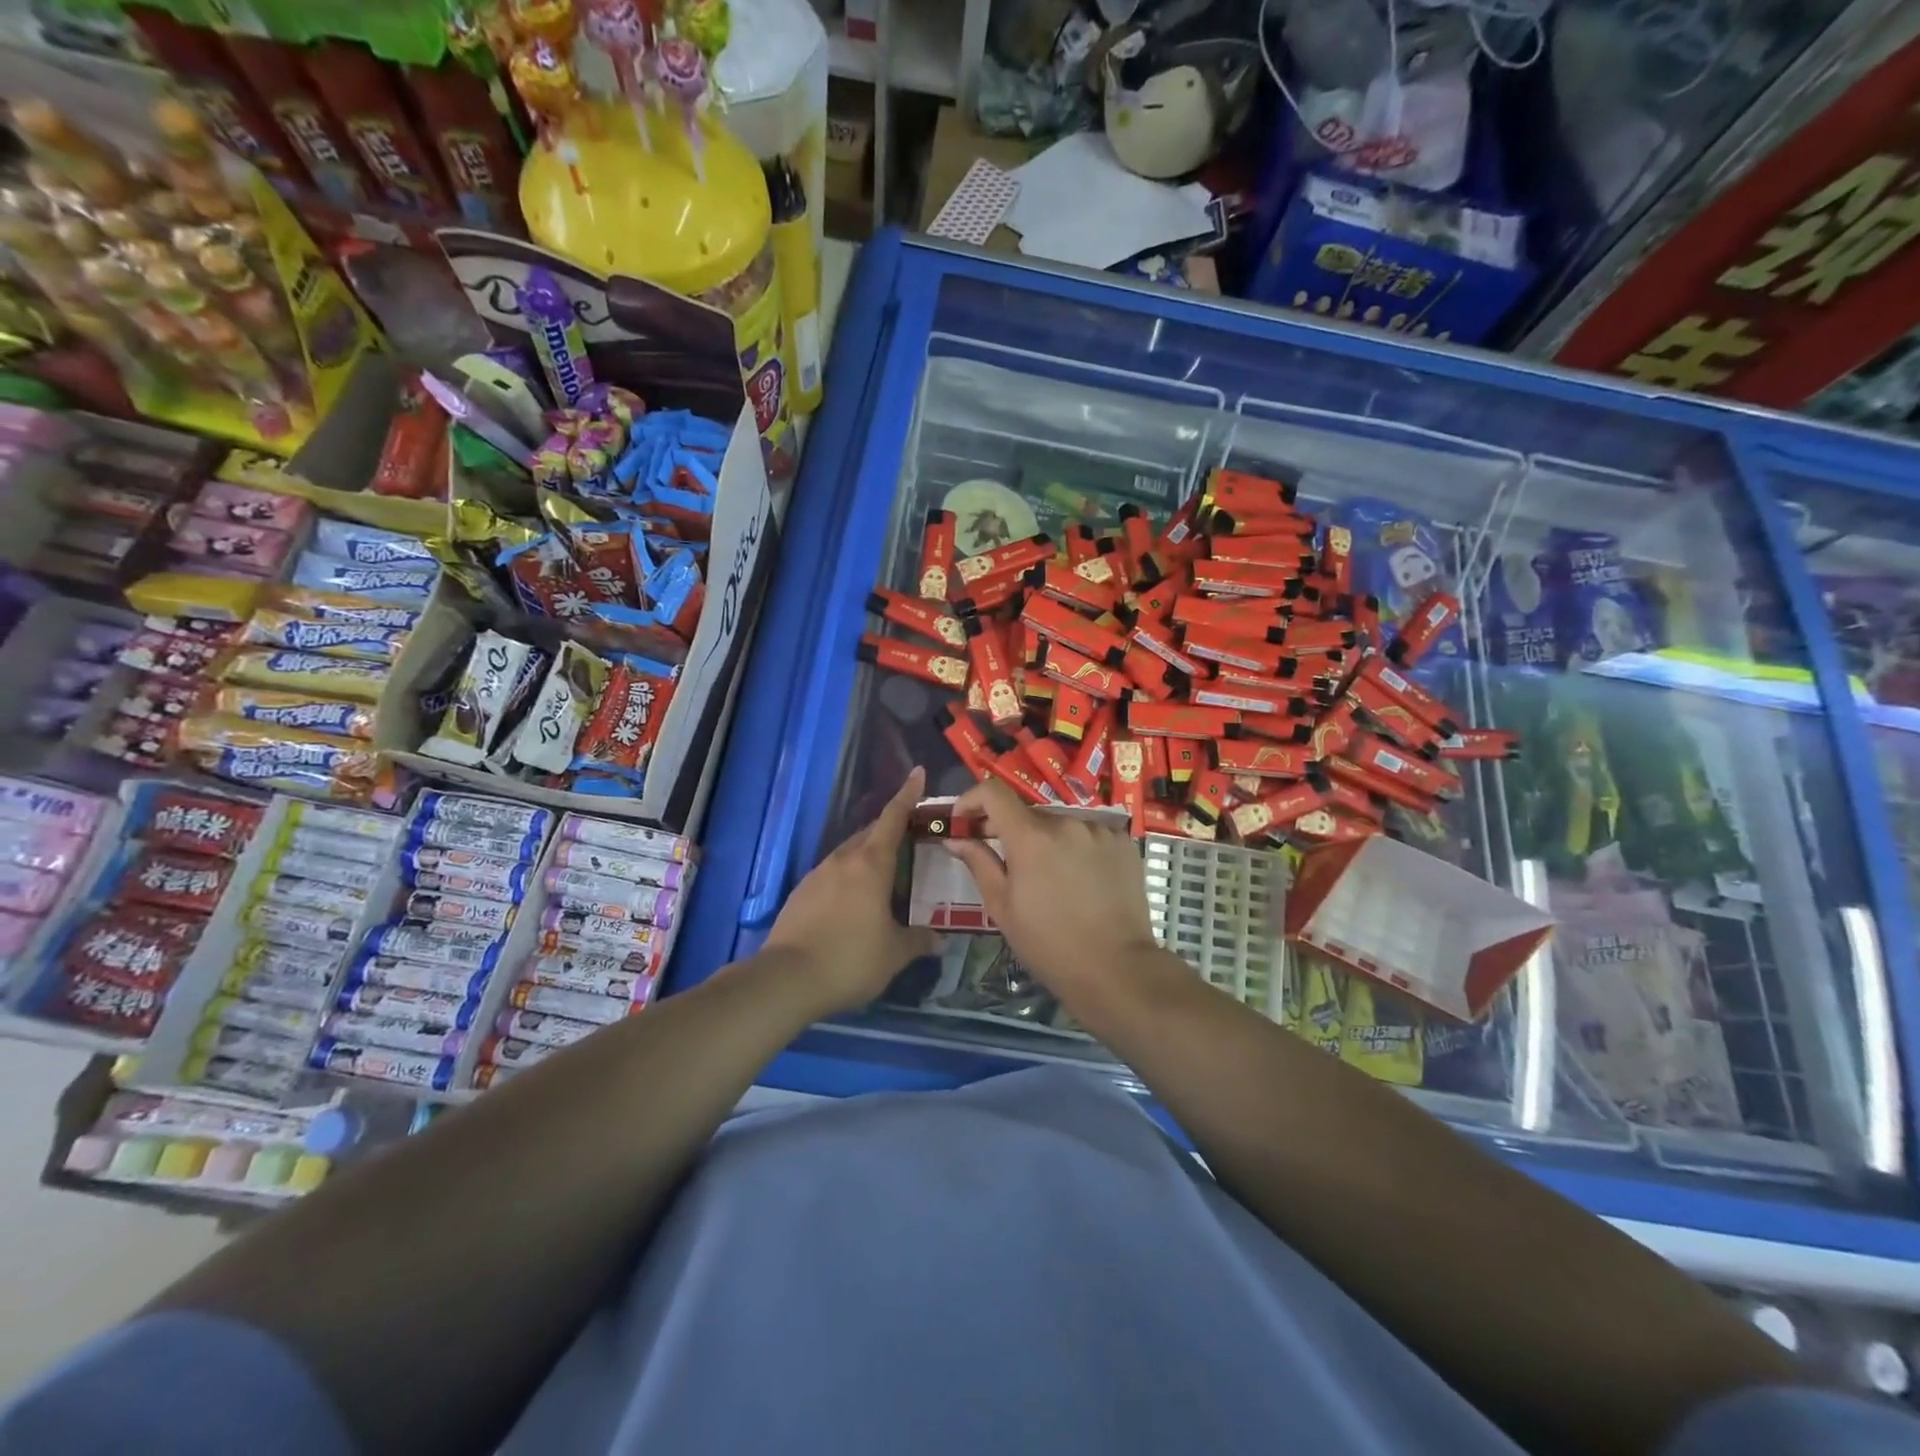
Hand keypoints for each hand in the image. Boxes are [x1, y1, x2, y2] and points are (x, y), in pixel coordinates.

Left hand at [762, 767, 939, 1014]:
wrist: (786, 978)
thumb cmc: (850, 958)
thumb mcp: (894, 954)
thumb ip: (918, 941)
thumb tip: (939, 940)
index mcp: (871, 864)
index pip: (893, 818)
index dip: (908, 794)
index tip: (918, 772)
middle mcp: (843, 860)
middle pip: (871, 833)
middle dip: (892, 828)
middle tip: (912, 833)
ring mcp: (817, 875)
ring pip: (850, 853)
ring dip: (869, 854)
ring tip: (886, 872)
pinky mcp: (801, 893)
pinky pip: (833, 874)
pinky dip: (849, 876)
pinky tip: (855, 900)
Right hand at [943, 779, 1160, 998]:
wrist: (1116, 969)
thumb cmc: (1049, 944)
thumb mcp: (1002, 907)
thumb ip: (978, 862)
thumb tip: (955, 836)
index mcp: (1031, 837)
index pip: (993, 792)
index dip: (972, 800)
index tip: (965, 820)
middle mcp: (1066, 821)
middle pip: (1028, 813)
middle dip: (1012, 831)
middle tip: (1008, 862)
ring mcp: (1099, 830)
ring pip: (1060, 824)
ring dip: (1048, 841)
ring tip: (1052, 878)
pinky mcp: (1123, 841)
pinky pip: (1090, 833)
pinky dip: (1078, 847)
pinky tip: (1082, 879)